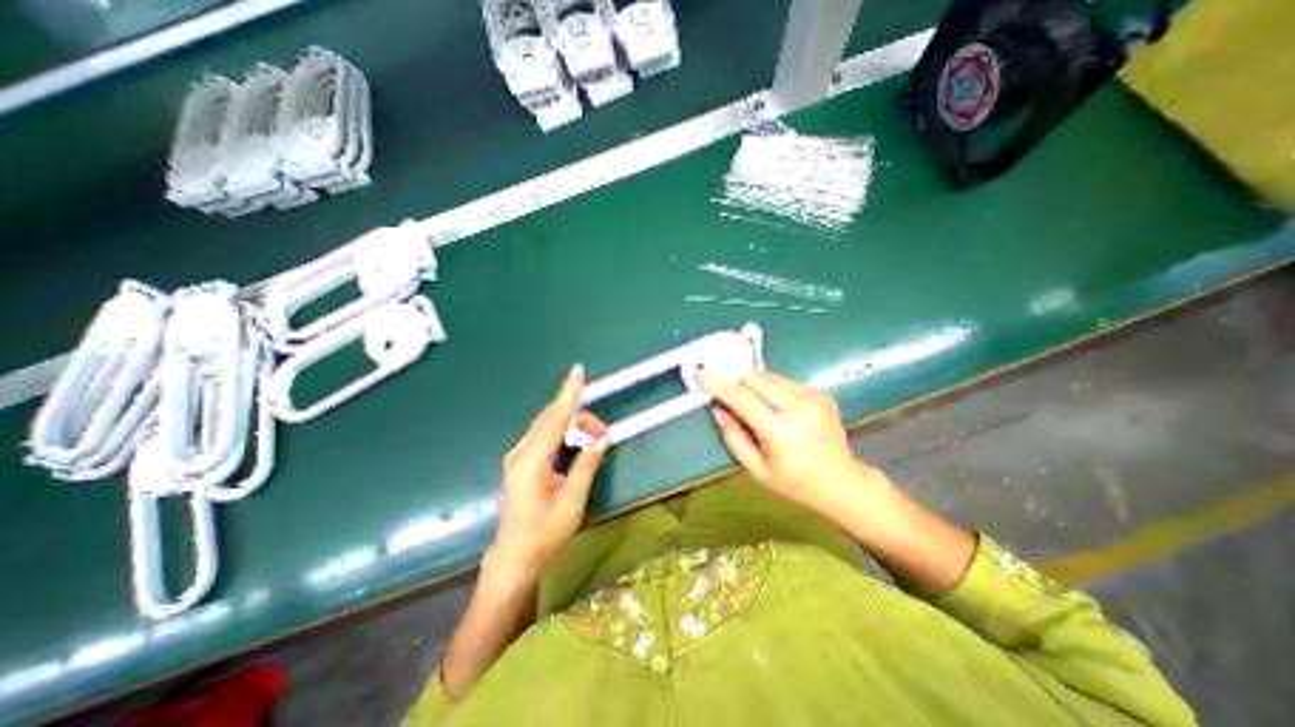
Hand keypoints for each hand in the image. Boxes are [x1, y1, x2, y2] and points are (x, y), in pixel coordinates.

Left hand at [494, 366, 609, 582]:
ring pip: (547, 424)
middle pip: (551, 418)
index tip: (578, 371)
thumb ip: (587, 465)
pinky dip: (562, 430)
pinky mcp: (520, 460)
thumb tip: (602, 438)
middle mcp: (520, 452)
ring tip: (594, 439)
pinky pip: (543, 434)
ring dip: (572, 424)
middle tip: (603, 433)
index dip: (568, 394)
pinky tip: (575, 440)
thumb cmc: (545, 534)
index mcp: (531, 463)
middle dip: (579, 416)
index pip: (554, 419)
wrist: (514, 557)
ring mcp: (517, 455)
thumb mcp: (572, 501)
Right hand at [699, 373, 891, 519]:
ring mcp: (814, 398)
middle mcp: (799, 408)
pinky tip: (774, 407)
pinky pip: (785, 381)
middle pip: (755, 377)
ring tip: (753, 404)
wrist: (842, 483)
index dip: (718, 385)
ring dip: (753, 384)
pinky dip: (771, 388)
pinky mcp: (821, 393)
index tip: (701, 375)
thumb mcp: (756, 470)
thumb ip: (733, 436)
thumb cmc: (795, 483)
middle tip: (726, 392)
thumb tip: (718, 407)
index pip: (742, 398)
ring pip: (769, 375)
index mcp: (781, 432)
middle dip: (736, 381)